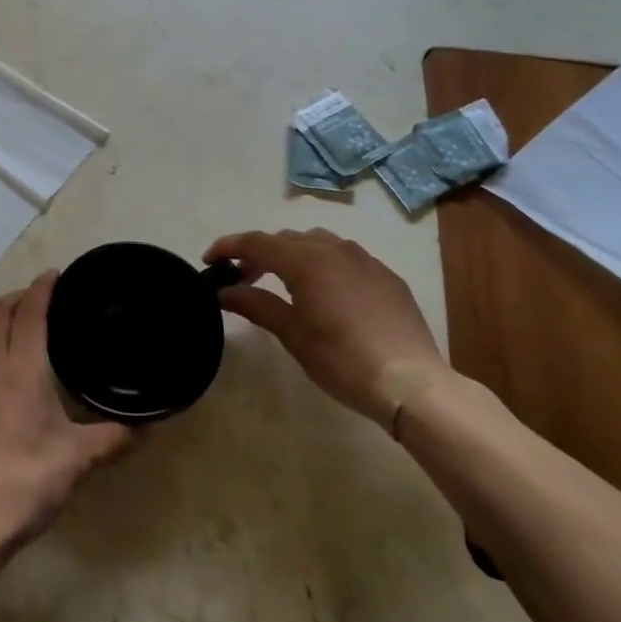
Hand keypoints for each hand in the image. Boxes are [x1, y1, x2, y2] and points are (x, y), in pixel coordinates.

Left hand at [0, 272, 131, 551]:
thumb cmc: (28, 481)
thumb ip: (113, 438)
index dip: (42, 290)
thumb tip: (147, 426)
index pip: (31, 314)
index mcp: (24, 370)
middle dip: (16, 299)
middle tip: (35, 299)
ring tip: (3, 317)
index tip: (55, 276)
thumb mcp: (79, 459)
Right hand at [205, 228, 450, 426]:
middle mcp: (333, 248)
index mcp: (305, 260)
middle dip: (259, 253)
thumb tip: (224, 292)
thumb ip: (256, 305)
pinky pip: (344, 257)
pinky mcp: (385, 275)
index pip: (256, 242)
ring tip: (283, 282)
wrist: (411, 382)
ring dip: (292, 255)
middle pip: (285, 239)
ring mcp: (363, 259)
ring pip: (316, 242)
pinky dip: (323, 264)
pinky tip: (324, 292)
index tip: (209, 261)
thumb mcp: (292, 335)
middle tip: (243, 279)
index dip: (228, 247)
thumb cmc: (342, 359)